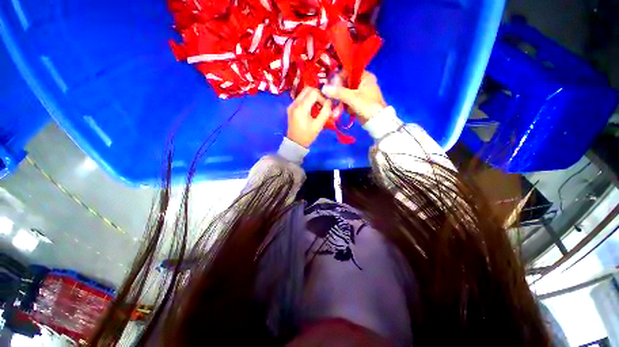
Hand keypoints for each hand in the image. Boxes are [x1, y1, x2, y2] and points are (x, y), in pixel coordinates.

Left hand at [286, 87, 332, 147]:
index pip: (314, 92)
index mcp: (301, 107)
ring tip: (318, 108)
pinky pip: (301, 99)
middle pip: (308, 89)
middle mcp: (294, 103)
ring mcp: (291, 105)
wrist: (295, 143)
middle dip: (318, 94)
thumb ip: (325, 112)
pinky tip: (312, 110)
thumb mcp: (318, 125)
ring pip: (304, 93)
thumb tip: (330, 102)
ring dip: (313, 97)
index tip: (326, 107)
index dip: (322, 97)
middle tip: (323, 104)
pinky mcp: (291, 108)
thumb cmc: (307, 136)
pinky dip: (308, 101)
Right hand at [321, 71, 386, 123]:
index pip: (348, 72)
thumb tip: (324, 88)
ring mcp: (362, 93)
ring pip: (347, 93)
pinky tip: (342, 110)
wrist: (376, 121)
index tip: (331, 86)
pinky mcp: (360, 102)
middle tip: (332, 97)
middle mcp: (364, 83)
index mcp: (365, 76)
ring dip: (341, 100)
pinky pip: (349, 101)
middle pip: (347, 84)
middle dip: (339, 92)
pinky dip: (345, 105)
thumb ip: (338, 92)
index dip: (339, 78)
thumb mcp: (351, 98)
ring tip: (337, 106)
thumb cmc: (366, 105)